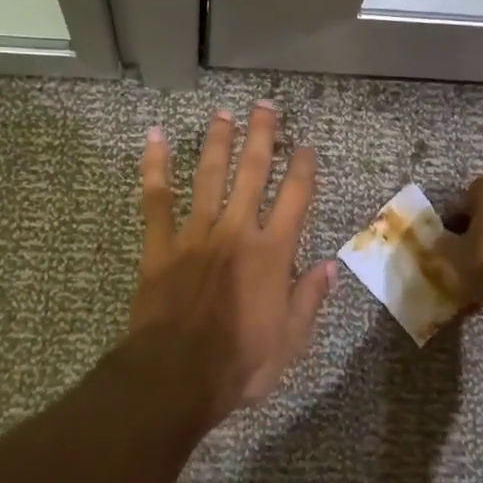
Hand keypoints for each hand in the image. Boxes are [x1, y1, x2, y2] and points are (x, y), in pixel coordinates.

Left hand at [129, 102, 335, 421]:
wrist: (177, 376)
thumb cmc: (240, 363)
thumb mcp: (291, 340)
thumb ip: (309, 298)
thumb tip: (329, 266)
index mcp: (273, 253)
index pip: (295, 199)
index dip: (303, 169)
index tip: (306, 147)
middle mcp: (237, 232)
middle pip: (253, 173)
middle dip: (262, 137)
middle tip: (265, 107)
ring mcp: (196, 234)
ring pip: (209, 177)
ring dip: (217, 143)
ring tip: (223, 114)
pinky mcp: (160, 245)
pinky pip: (156, 199)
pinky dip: (154, 167)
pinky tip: (153, 138)